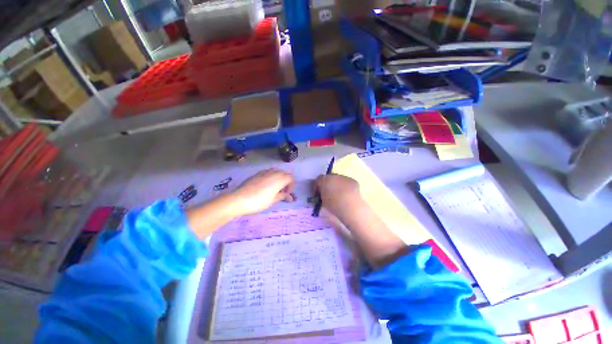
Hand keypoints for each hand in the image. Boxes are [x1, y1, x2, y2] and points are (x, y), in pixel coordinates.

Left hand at [231, 169, 295, 215]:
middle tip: (281, 192)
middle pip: (285, 173)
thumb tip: (290, 197)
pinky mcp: (257, 173)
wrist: (240, 199)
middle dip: (286, 182)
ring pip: (277, 172)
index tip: (286, 194)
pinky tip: (265, 186)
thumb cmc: (259, 201)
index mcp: (280, 179)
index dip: (291, 186)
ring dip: (279, 178)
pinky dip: (271, 177)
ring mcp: (265, 172)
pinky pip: (268, 172)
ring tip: (274, 188)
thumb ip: (283, 196)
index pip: (291, 178)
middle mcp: (274, 172)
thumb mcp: (273, 200)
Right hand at [315, 174, 361, 218]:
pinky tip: (346, 195)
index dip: (317, 187)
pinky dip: (345, 187)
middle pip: (328, 178)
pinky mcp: (353, 181)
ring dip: (336, 185)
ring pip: (338, 179)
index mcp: (324, 180)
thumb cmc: (333, 206)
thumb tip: (322, 193)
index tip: (317, 194)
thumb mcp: (322, 201)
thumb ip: (321, 194)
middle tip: (327, 193)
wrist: (351, 207)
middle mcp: (334, 176)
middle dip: (327, 184)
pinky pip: (346, 182)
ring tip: (337, 194)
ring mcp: (344, 177)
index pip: (318, 180)